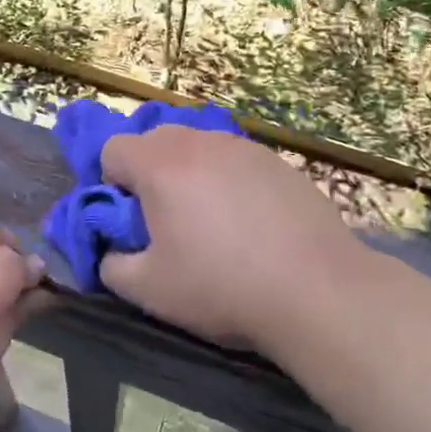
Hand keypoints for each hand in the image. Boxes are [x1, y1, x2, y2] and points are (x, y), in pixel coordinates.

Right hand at [99, 127, 365, 354]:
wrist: (318, 291)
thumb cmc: (222, 286)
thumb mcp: (149, 290)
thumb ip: (112, 266)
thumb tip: (113, 252)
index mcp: (160, 164)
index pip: (113, 148)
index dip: (112, 184)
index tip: (132, 221)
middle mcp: (199, 142)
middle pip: (154, 140)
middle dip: (149, 174)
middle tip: (167, 221)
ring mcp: (243, 147)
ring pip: (198, 148)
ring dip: (190, 175)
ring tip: (212, 223)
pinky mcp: (278, 161)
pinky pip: (235, 161)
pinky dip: (229, 182)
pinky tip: (251, 224)